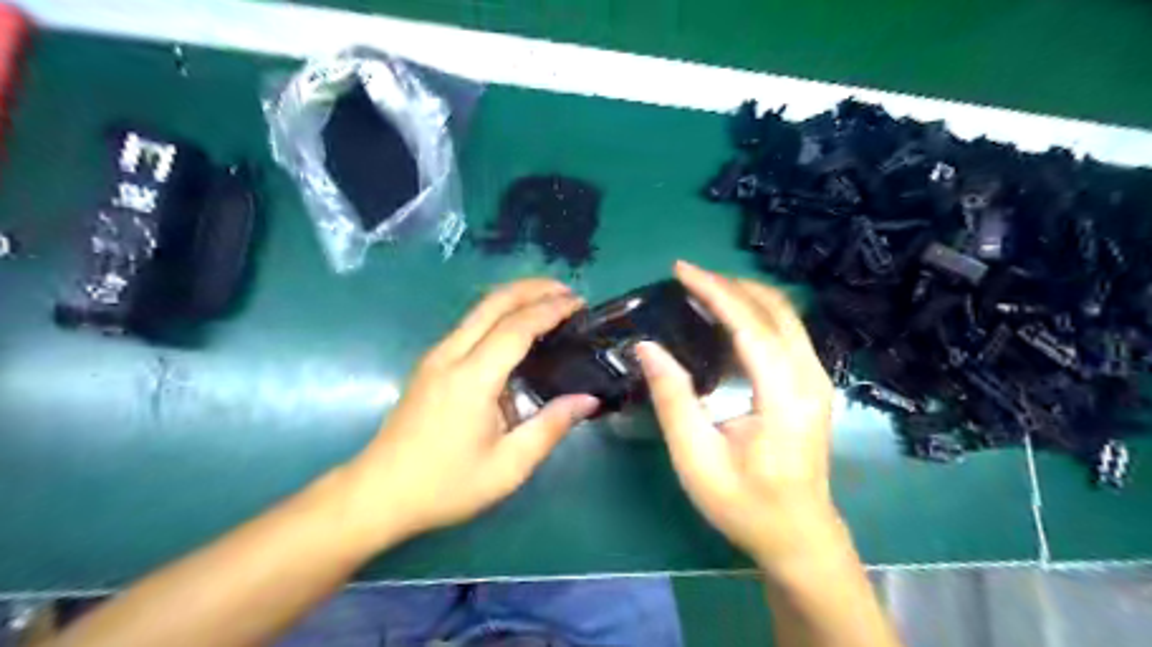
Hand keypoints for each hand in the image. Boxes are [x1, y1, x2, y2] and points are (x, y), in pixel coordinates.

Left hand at [341, 278, 597, 549]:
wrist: (379, 494)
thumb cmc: (446, 486)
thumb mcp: (508, 467)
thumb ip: (550, 427)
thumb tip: (588, 399)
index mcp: (472, 379)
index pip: (516, 327)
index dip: (550, 309)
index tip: (579, 304)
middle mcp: (450, 356)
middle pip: (493, 302)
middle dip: (533, 288)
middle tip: (568, 293)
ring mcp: (436, 356)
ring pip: (479, 309)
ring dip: (516, 298)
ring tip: (550, 304)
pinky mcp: (430, 364)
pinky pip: (470, 325)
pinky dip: (500, 314)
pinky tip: (518, 330)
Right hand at [633, 261, 843, 571]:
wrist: (799, 536)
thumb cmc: (744, 503)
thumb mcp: (696, 458)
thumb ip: (672, 399)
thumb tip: (647, 347)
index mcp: (785, 396)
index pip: (750, 325)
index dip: (714, 291)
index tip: (681, 270)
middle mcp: (810, 378)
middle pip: (775, 309)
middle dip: (730, 284)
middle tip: (688, 278)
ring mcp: (817, 379)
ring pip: (785, 315)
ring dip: (744, 295)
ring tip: (702, 291)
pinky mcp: (812, 384)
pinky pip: (786, 332)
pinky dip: (755, 314)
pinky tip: (727, 319)